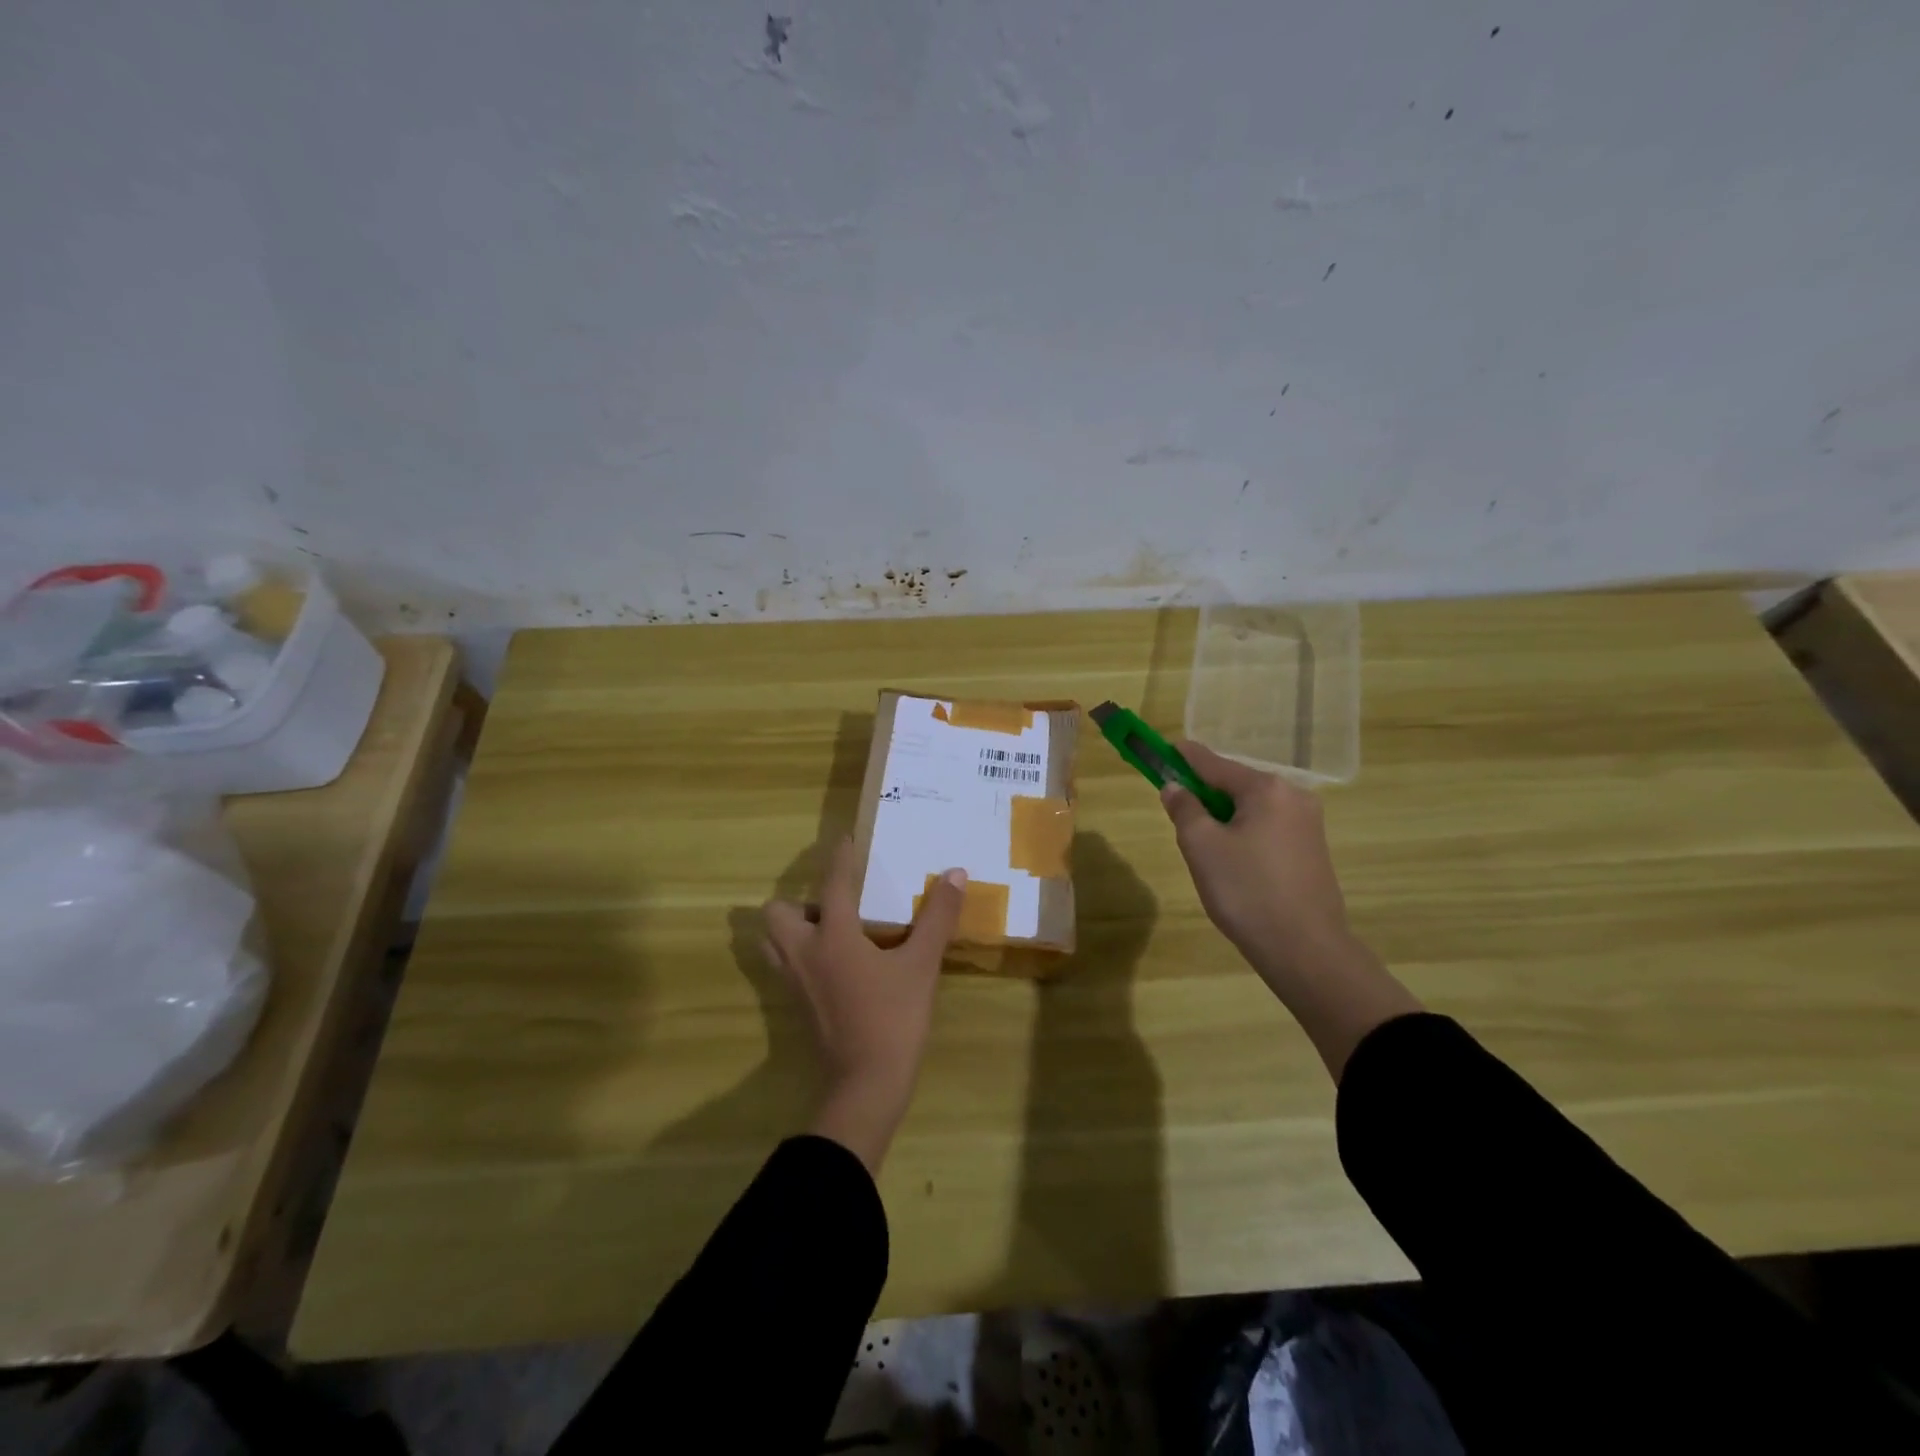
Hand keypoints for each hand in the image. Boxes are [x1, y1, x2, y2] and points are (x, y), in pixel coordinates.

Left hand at [763, 838, 966, 1171]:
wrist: (866, 1086)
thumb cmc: (893, 1019)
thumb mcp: (921, 965)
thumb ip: (937, 918)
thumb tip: (956, 874)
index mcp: (832, 937)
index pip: (832, 885)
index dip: (839, 858)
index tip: (844, 839)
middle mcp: (803, 954)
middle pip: (777, 913)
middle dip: (799, 902)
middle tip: (834, 907)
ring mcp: (794, 983)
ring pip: (773, 942)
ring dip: (792, 929)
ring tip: (829, 931)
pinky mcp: (796, 1007)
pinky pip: (785, 967)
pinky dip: (799, 955)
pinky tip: (834, 965)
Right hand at [1159, 740, 1351, 986]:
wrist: (1305, 949)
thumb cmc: (1246, 891)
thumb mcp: (1201, 846)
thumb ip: (1184, 808)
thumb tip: (1175, 787)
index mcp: (1266, 789)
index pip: (1213, 762)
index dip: (1183, 756)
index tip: (1162, 748)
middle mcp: (1293, 796)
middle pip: (1235, 783)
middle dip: (1204, 793)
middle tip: (1178, 815)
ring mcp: (1308, 823)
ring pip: (1251, 807)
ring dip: (1223, 816)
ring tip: (1204, 848)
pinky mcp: (1312, 848)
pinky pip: (1267, 826)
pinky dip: (1244, 832)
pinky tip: (1233, 862)